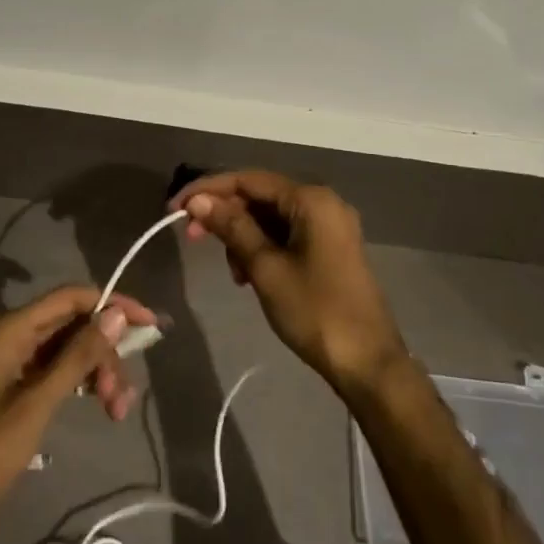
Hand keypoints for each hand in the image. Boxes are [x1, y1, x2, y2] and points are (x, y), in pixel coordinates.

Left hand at [0, 285, 155, 541]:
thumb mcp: (38, 402)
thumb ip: (78, 356)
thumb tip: (117, 314)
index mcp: (11, 330)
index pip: (70, 298)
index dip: (111, 304)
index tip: (148, 323)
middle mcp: (15, 338)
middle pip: (74, 326)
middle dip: (105, 353)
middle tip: (123, 393)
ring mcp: (18, 365)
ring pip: (72, 352)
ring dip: (99, 374)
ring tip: (117, 411)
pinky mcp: (22, 392)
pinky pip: (62, 374)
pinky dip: (85, 387)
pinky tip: (105, 407)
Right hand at [172, 170, 406, 393]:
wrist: (368, 364)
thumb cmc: (314, 311)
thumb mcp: (265, 268)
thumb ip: (232, 227)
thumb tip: (199, 200)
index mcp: (311, 200)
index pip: (248, 179)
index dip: (208, 190)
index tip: (176, 208)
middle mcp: (323, 203)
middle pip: (260, 196)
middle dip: (225, 215)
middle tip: (192, 238)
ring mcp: (329, 226)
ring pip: (271, 217)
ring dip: (243, 236)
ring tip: (233, 272)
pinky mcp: (330, 249)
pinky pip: (286, 234)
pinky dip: (263, 248)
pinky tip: (249, 275)